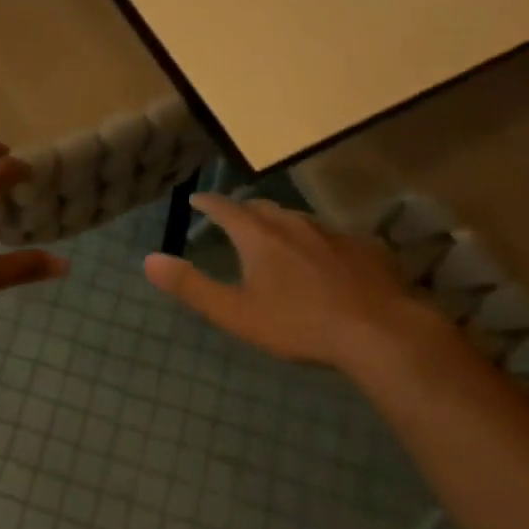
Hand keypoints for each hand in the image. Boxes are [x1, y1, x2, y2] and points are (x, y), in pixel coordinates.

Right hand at [143, 195, 456, 371]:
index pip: (225, 208)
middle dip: (243, 210)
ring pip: (297, 218)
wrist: (379, 330)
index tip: (197, 199)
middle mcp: (293, 223)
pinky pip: (330, 235)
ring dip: (279, 222)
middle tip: (233, 219)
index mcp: (258, 236)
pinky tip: (322, 258)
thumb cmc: (299, 323)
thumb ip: (192, 286)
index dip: (208, 203)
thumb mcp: (236, 312)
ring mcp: (331, 232)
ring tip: (274, 235)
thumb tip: (149, 260)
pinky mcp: (362, 246)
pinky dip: (314, 240)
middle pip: (262, 208)